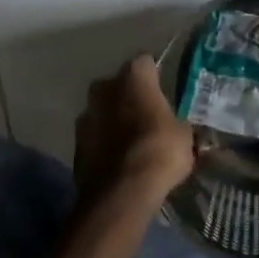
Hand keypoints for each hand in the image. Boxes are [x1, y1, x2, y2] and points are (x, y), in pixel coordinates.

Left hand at [74, 54, 194, 204]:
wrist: (121, 194)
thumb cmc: (159, 151)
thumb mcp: (184, 134)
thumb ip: (176, 123)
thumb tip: (177, 128)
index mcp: (134, 76)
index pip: (145, 63)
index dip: (155, 77)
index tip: (164, 91)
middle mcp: (105, 87)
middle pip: (118, 85)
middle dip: (129, 96)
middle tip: (146, 115)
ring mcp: (86, 116)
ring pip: (102, 111)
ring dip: (113, 120)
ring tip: (131, 141)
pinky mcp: (75, 146)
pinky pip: (94, 137)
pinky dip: (103, 144)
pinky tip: (117, 161)